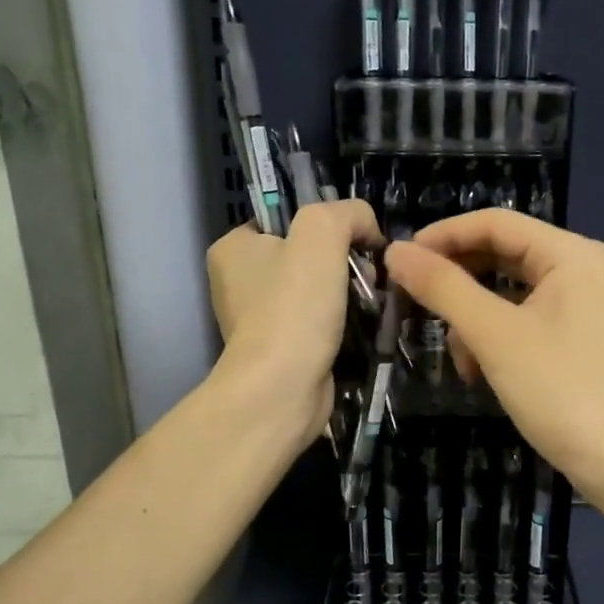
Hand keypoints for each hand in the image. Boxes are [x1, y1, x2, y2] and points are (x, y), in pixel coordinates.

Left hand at [207, 200, 380, 445]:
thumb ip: (348, 214)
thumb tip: (368, 229)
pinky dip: (342, 326)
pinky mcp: (281, 352)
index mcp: (233, 248)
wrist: (283, 389)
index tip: (357, 244)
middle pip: (306, 257)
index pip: (286, 220)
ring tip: (371, 304)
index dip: (327, 227)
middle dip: (343, 264)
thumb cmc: (294, 306)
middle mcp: (239, 283)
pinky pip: (318, 326)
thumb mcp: (322, 232)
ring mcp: (258, 321)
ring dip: (348, 296)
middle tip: (368, 277)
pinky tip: (361, 330)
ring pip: (316, 293)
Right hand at [384, 209, 603, 501]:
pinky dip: (495, 340)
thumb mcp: (495, 335)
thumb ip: (444, 288)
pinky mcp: (576, 339)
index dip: (442, 236)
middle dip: (456, 284)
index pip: (493, 223)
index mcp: (568, 254)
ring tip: (458, 358)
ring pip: (507, 294)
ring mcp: (580, 306)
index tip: (397, 262)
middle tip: (414, 307)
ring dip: (473, 320)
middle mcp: (578, 269)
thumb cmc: (562, 391)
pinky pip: (522, 321)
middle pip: (500, 256)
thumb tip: (395, 251)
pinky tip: (479, 373)